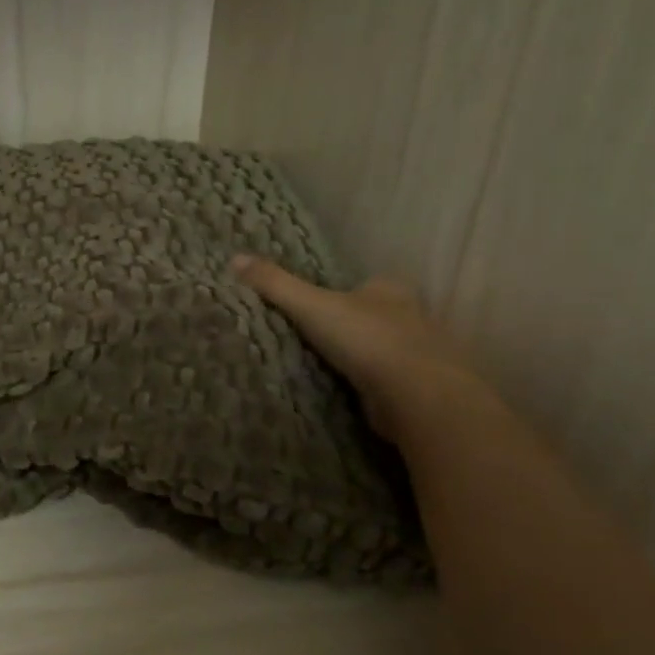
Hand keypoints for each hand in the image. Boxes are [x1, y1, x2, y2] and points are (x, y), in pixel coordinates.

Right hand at [230, 256, 484, 441]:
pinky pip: (388, 382)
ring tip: (328, 369)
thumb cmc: (367, 339)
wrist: (418, 396)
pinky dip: (371, 386)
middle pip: (376, 316)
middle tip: (318, 338)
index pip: (366, 285)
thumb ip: (275, 284)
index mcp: (390, 290)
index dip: (343, 293)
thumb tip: (235, 257)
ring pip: (385, 350)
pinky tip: (350, 394)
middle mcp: (411, 317)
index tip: (319, 306)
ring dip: (363, 358)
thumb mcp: (311, 305)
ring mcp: (420, 355)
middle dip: (353, 326)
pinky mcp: (418, 389)